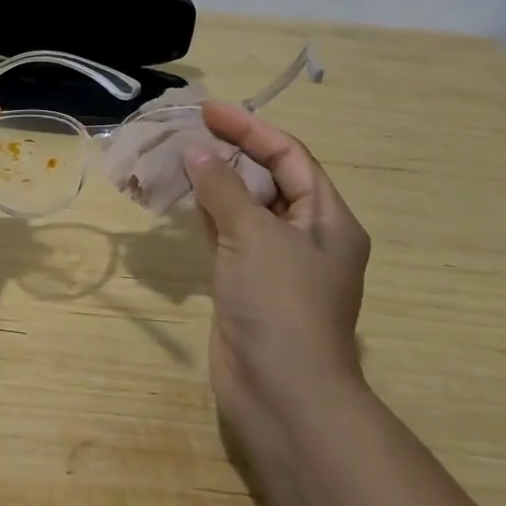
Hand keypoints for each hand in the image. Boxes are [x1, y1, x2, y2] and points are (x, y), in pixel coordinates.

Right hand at [183, 101, 370, 455]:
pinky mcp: (248, 282)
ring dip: (215, 181)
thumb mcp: (253, 234)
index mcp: (327, 219)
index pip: (290, 156)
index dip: (250, 129)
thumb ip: (223, 187)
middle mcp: (307, 235)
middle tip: (189, 130)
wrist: (282, 395)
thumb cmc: (280, 303)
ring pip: (245, 206)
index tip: (209, 110)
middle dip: (231, 151)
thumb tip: (195, 151)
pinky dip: (206, 212)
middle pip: (269, 178)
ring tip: (178, 154)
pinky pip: (227, 234)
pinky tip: (182, 196)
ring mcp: (276, 262)